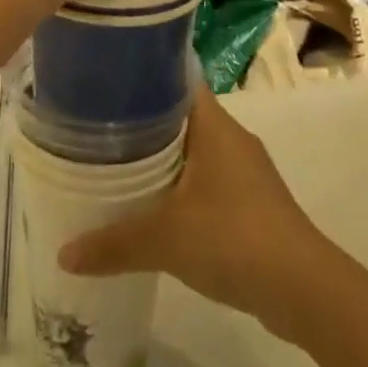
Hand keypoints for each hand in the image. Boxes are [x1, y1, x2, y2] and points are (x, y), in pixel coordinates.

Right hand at [58, 84, 327, 339]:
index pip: (175, 79)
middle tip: (97, 131)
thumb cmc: (234, 238)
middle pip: (179, 116)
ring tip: (116, 168)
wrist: (304, 289)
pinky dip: (179, 187)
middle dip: (141, 123)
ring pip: (192, 150)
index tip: (105, 85)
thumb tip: (63, 253)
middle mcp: (230, 137)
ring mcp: (244, 170)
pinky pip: (206, 180)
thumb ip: (113, 243)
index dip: (142, 77)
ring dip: (161, 159)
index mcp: (214, 124)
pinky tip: (154, 209)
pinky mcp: (251, 202)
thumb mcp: (166, 239)